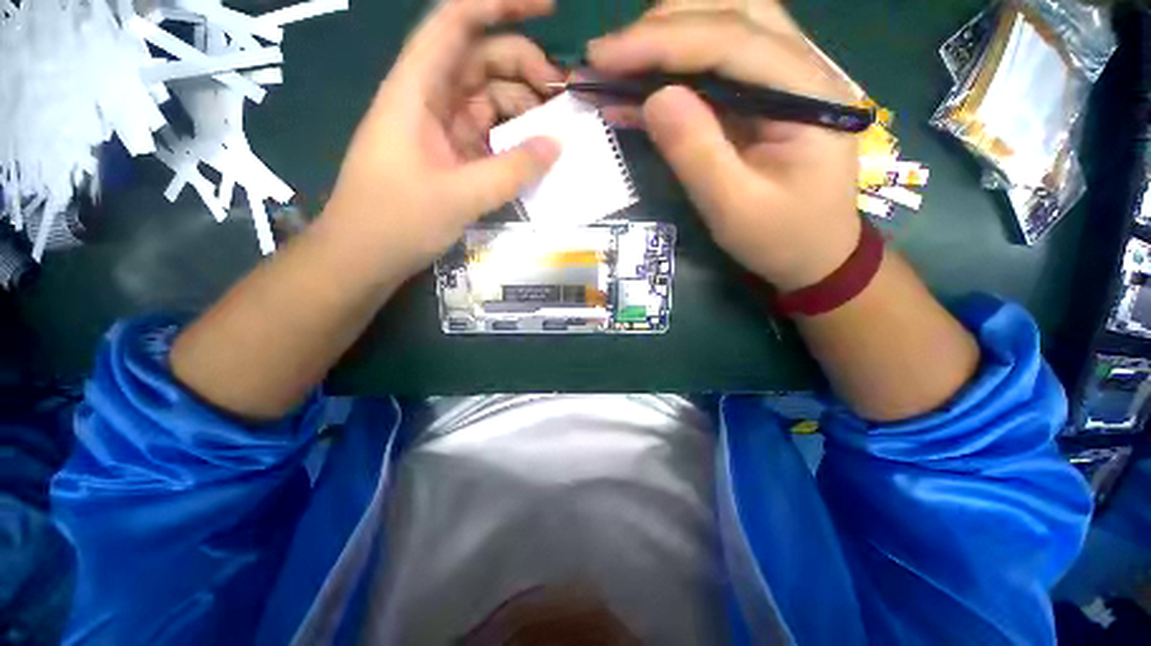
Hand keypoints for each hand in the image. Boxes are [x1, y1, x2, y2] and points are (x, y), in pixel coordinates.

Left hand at [320, 0, 562, 280]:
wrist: (363, 256)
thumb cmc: (397, 221)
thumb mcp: (460, 196)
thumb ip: (512, 170)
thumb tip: (557, 145)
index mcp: (417, 90)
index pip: (456, 23)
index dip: (499, 4)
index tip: (547, 9)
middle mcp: (428, 100)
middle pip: (480, 61)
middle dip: (523, 68)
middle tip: (562, 98)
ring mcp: (439, 130)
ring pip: (486, 100)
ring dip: (521, 109)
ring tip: (553, 132)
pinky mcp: (449, 156)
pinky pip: (486, 134)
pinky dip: (511, 140)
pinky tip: (532, 155)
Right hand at [587, 5, 861, 291]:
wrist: (813, 254)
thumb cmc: (780, 238)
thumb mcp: (733, 208)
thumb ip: (696, 152)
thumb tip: (654, 98)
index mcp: (807, 92)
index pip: (731, 41)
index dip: (661, 42)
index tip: (603, 55)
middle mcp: (804, 67)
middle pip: (731, 13)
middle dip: (662, 27)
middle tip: (607, 56)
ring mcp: (786, 76)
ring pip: (726, 25)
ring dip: (669, 35)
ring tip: (621, 62)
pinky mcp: (764, 95)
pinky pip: (718, 63)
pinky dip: (675, 67)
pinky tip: (641, 85)